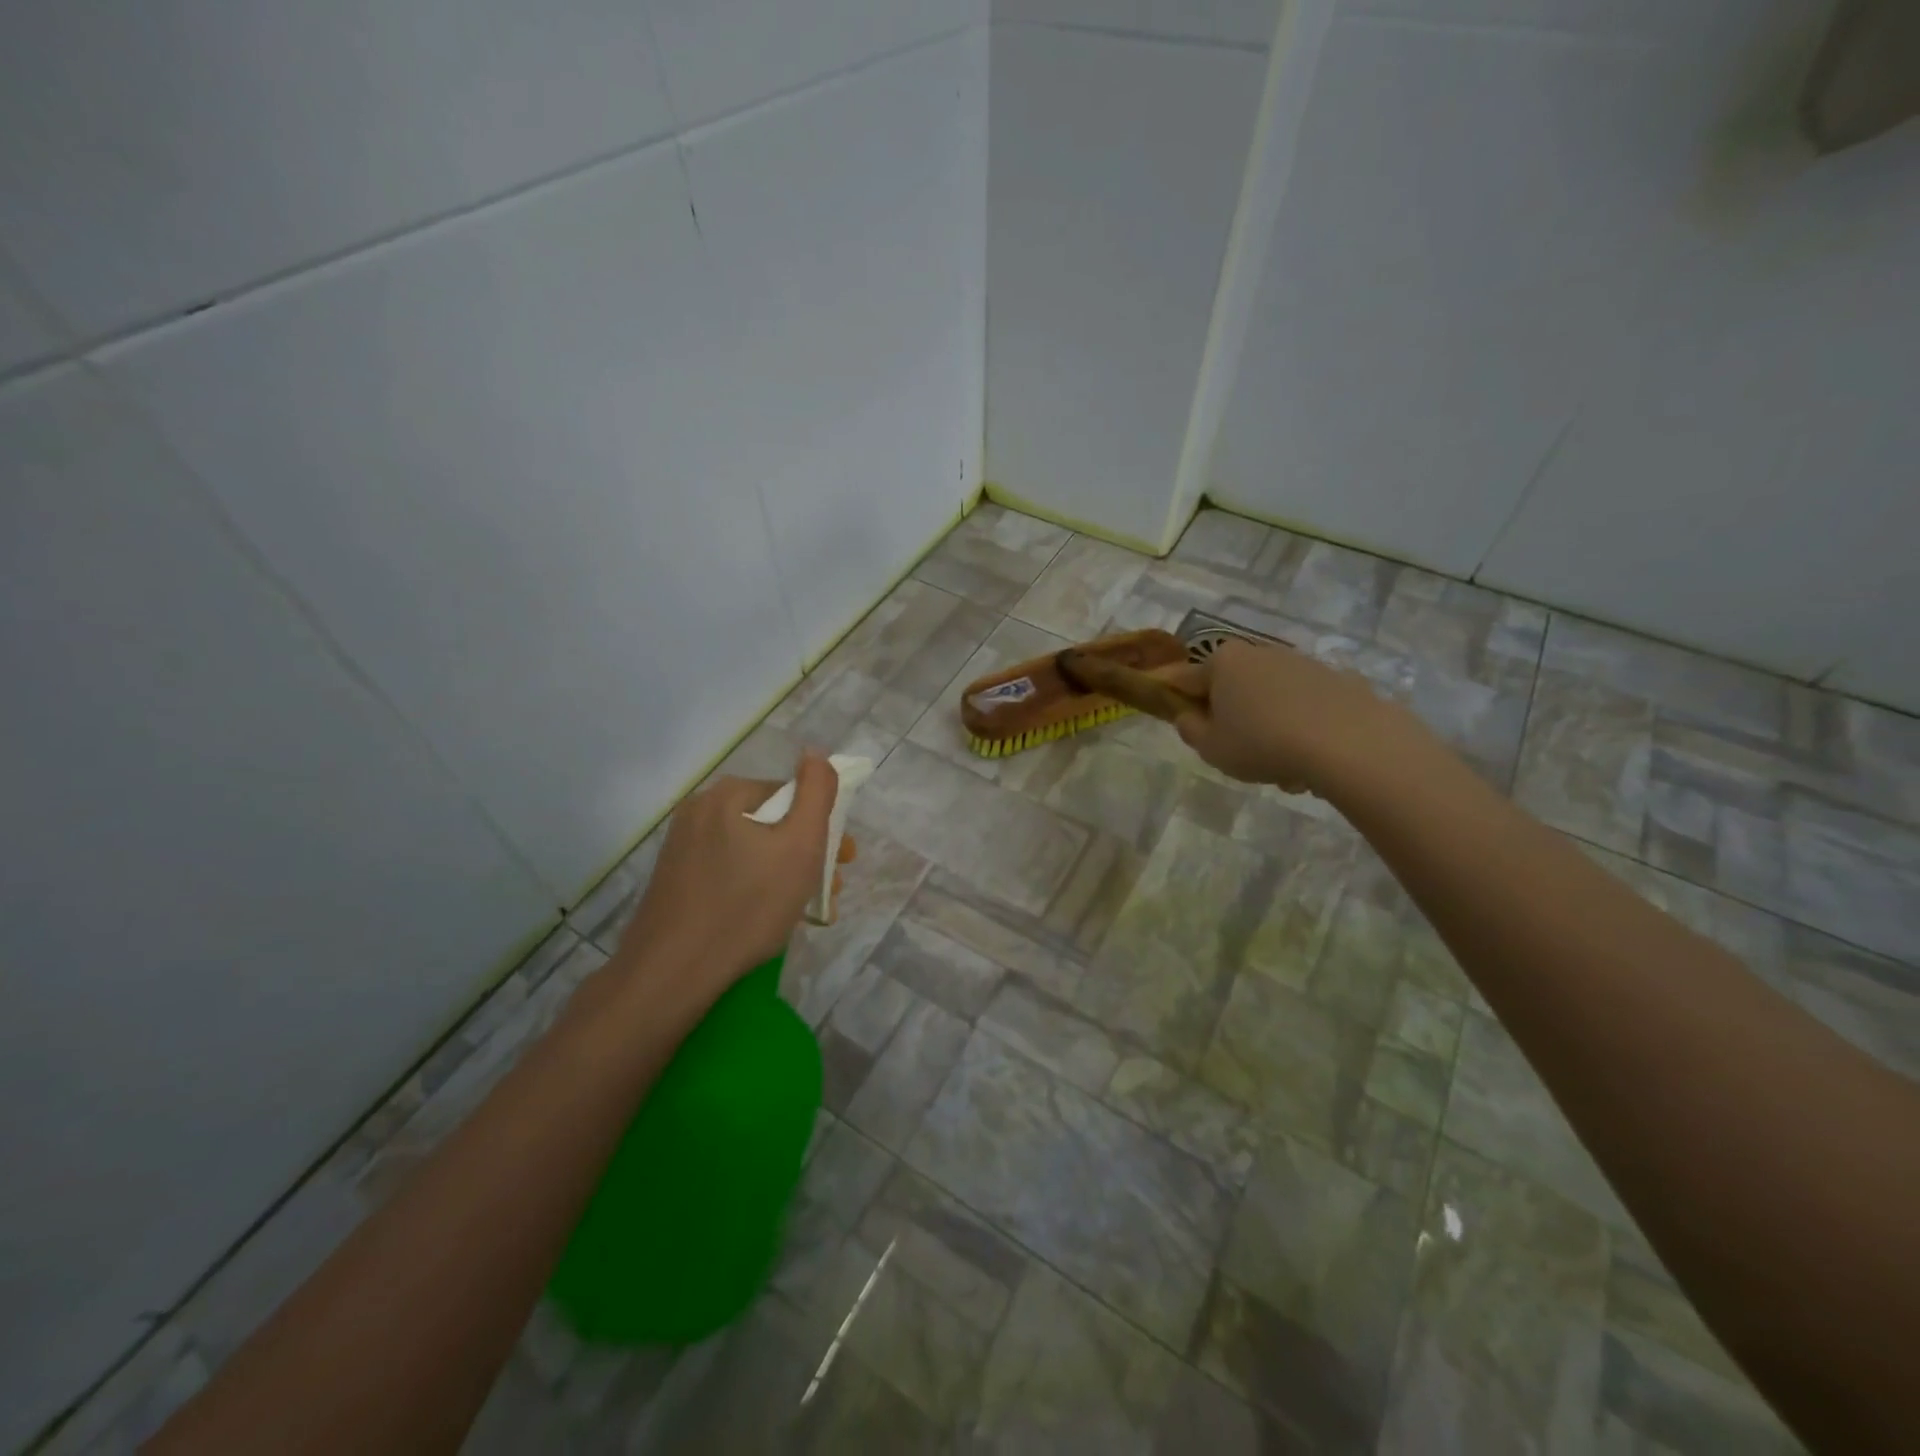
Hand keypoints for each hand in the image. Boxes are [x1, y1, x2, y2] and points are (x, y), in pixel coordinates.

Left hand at [615, 752, 853, 1003]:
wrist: (671, 973)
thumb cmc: (747, 906)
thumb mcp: (801, 845)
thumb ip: (817, 792)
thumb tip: (816, 753)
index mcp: (728, 794)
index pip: (793, 796)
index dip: (824, 827)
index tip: (841, 862)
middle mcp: (699, 810)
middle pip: (772, 823)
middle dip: (807, 855)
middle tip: (828, 891)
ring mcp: (681, 847)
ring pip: (752, 851)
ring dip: (785, 874)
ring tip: (805, 911)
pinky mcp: (674, 880)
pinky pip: (728, 872)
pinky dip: (754, 887)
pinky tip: (767, 917)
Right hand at [1168, 638, 1404, 792]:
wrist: (1349, 743)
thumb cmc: (1263, 743)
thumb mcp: (1211, 748)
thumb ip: (1190, 729)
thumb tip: (1189, 715)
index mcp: (1223, 662)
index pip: (1185, 679)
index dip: (1177, 701)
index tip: (1182, 723)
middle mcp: (1261, 652)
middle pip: (1233, 686)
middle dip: (1232, 716)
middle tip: (1237, 752)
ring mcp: (1302, 663)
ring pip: (1271, 698)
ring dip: (1269, 726)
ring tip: (1283, 769)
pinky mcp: (1338, 680)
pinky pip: (1306, 706)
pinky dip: (1303, 727)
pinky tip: (1313, 759)